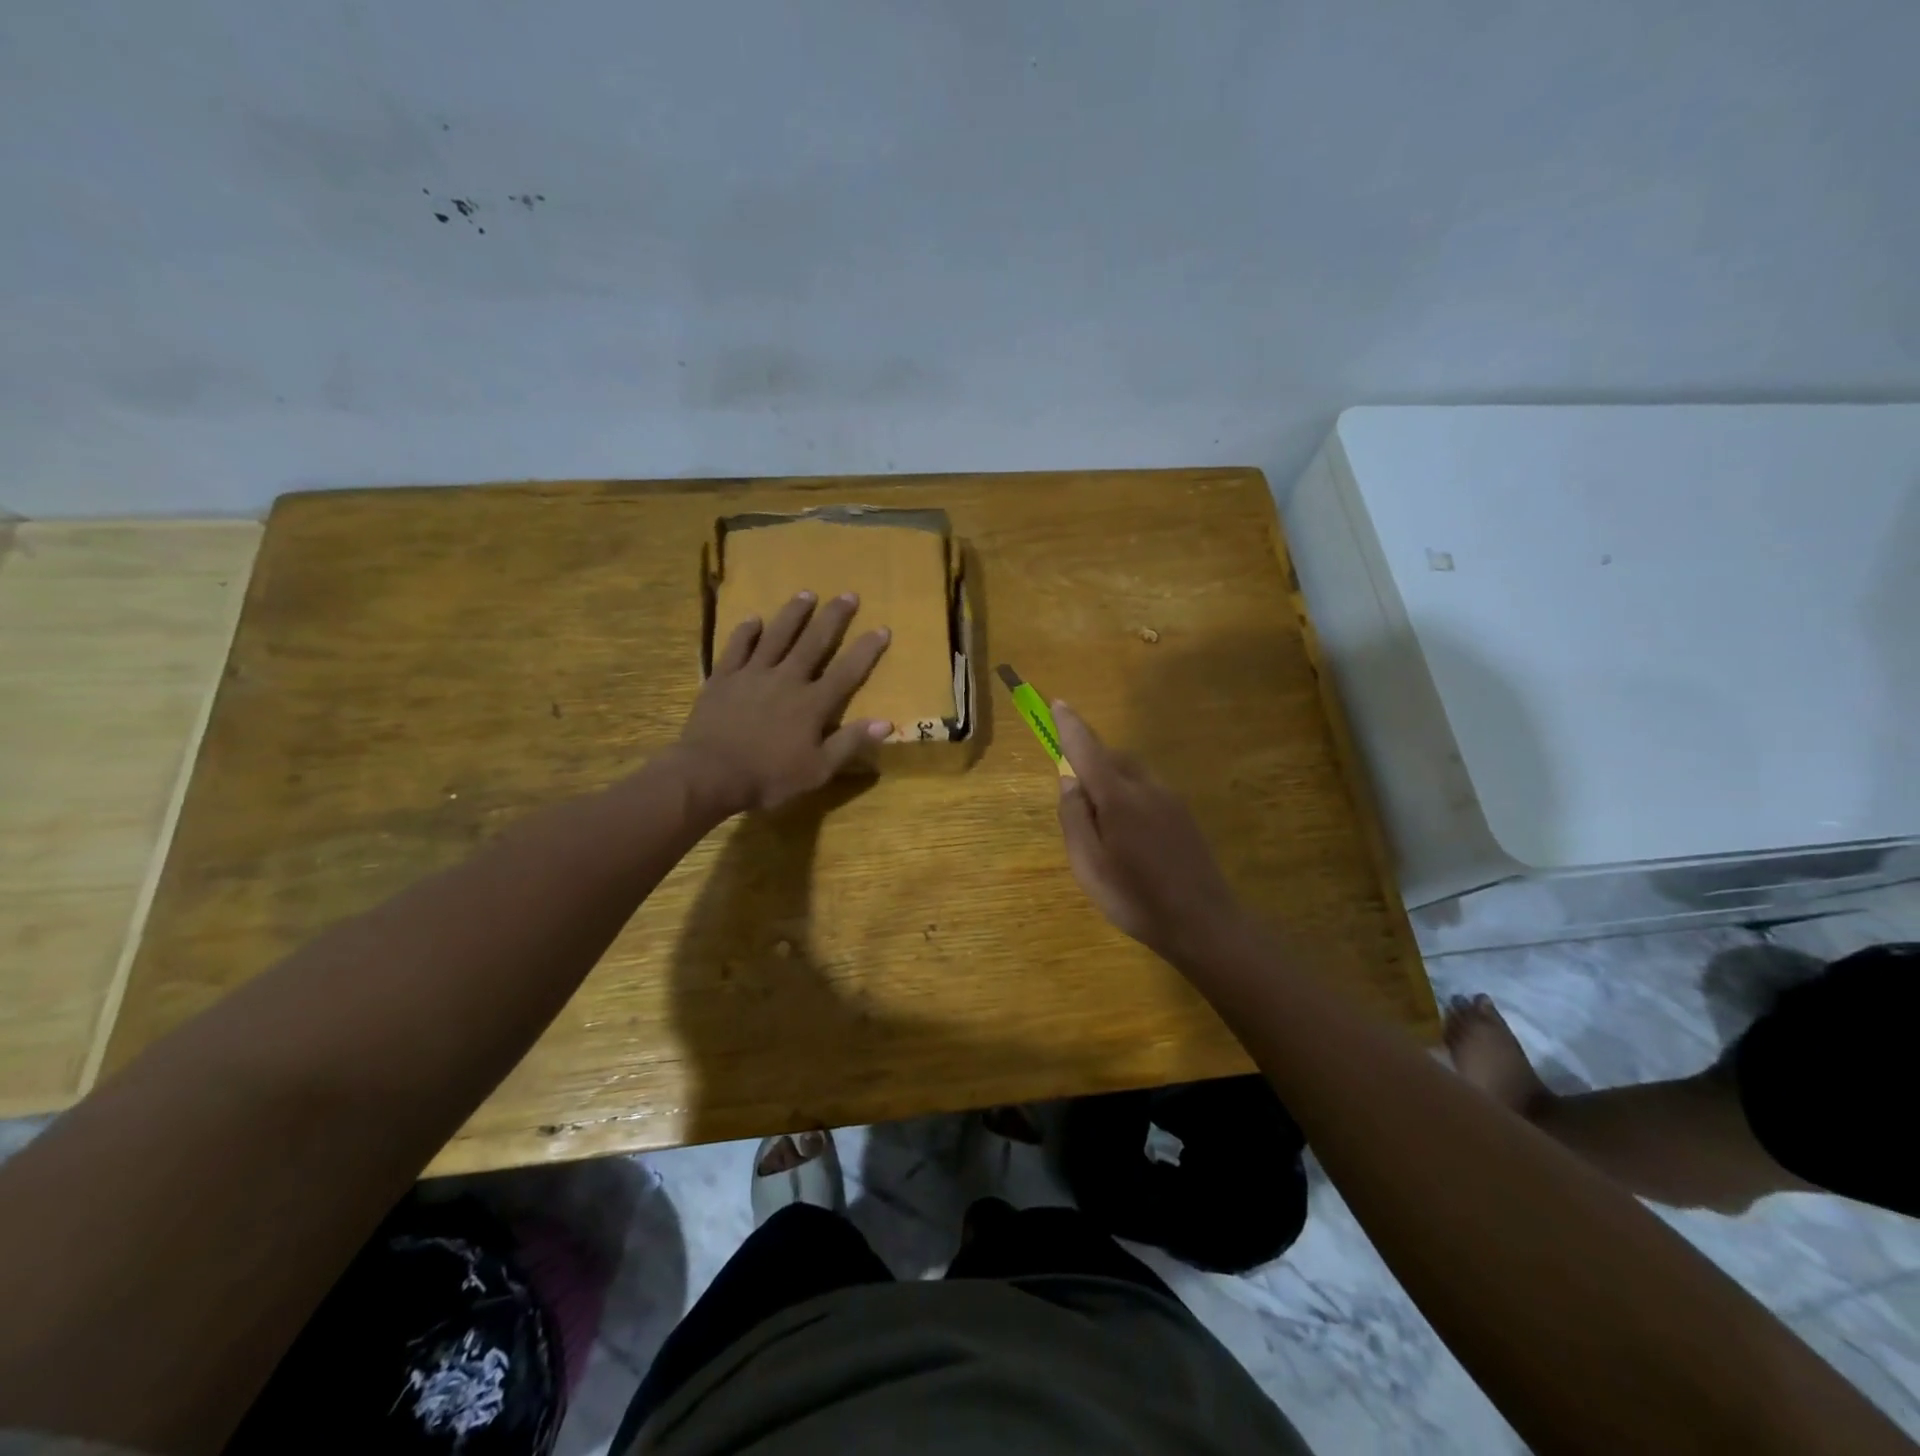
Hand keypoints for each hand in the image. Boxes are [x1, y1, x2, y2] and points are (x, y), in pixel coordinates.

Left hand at [674, 591, 891, 816]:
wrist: (710, 774)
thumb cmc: (768, 777)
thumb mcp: (818, 771)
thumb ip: (850, 743)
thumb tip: (886, 723)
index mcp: (812, 704)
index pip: (847, 671)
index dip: (866, 650)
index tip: (882, 628)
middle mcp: (786, 679)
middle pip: (814, 642)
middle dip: (833, 618)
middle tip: (848, 595)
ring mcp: (753, 675)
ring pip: (776, 636)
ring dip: (793, 614)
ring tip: (806, 593)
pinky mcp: (724, 678)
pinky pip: (737, 648)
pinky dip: (746, 632)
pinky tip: (754, 619)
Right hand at [1053, 701, 1245, 963]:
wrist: (1204, 924)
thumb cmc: (1135, 898)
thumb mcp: (1088, 865)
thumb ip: (1074, 818)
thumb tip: (1069, 781)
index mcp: (1118, 797)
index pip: (1087, 749)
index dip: (1070, 725)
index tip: (1057, 703)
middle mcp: (1146, 788)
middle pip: (1112, 758)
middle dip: (1090, 761)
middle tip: (1076, 801)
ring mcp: (1170, 800)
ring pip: (1132, 774)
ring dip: (1111, 780)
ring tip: (1103, 826)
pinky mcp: (1185, 816)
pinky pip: (1148, 791)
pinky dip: (1130, 796)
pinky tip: (1130, 836)